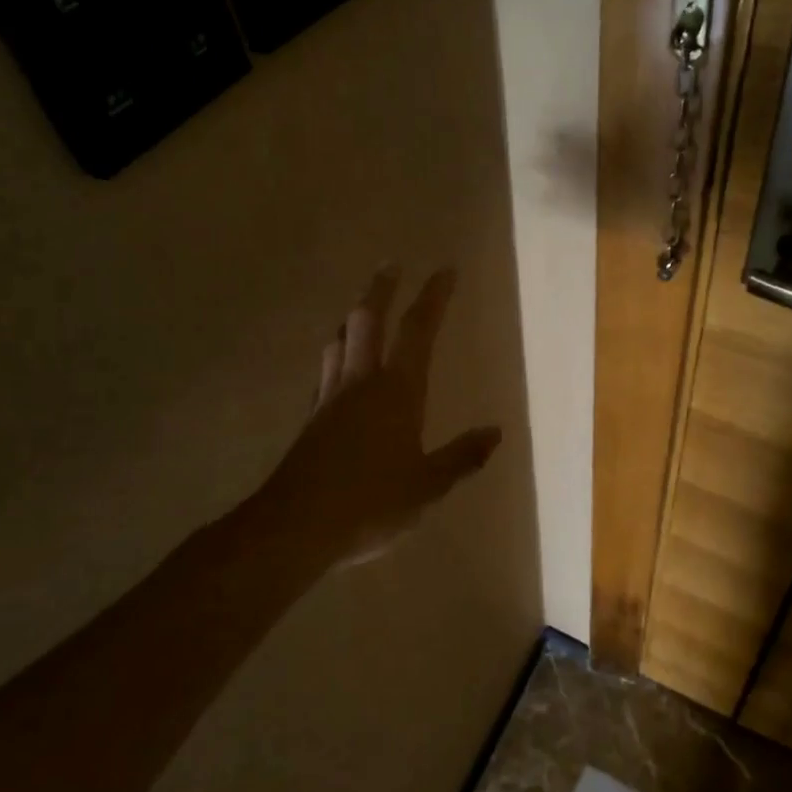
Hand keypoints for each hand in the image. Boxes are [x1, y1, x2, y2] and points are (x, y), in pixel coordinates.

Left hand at [254, 267, 501, 570]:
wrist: (296, 527)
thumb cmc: (371, 505)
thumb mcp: (427, 487)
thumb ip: (461, 457)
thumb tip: (495, 433)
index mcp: (397, 391)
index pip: (418, 330)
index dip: (433, 297)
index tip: (445, 269)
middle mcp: (361, 382)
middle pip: (367, 319)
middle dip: (382, 288)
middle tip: (391, 264)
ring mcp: (330, 397)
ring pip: (339, 339)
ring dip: (353, 316)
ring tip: (363, 307)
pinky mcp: (310, 418)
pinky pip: (325, 369)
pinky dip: (336, 351)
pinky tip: (338, 365)